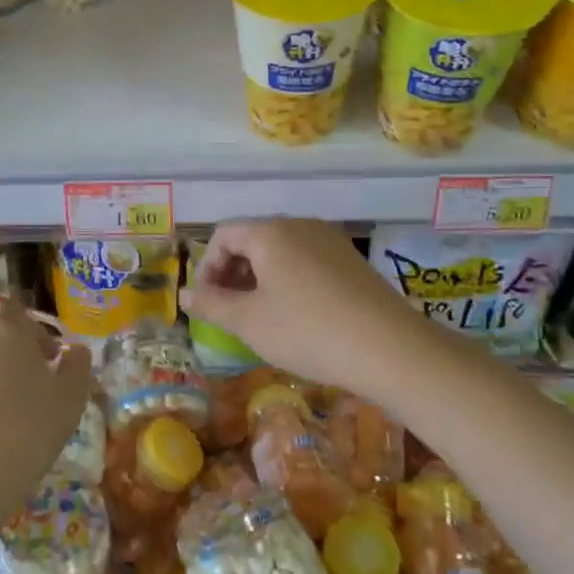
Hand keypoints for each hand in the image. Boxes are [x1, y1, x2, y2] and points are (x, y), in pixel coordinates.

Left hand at [0, 301, 94, 527]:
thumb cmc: (26, 430)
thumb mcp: (70, 400)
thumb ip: (78, 366)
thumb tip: (77, 351)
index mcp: (8, 327)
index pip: (18, 309)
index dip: (34, 332)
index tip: (49, 361)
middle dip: (11, 350)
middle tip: (30, 385)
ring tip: (5, 411)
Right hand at [183, 219, 440, 395]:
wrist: (390, 348)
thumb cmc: (307, 330)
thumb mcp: (248, 322)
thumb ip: (210, 304)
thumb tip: (183, 292)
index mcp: (270, 232)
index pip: (223, 234)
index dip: (206, 267)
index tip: (208, 303)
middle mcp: (300, 225)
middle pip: (252, 239)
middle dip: (233, 273)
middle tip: (230, 311)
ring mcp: (331, 241)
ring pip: (281, 251)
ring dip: (260, 279)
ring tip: (261, 317)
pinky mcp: (352, 261)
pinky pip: (307, 261)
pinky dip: (290, 281)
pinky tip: (298, 317)